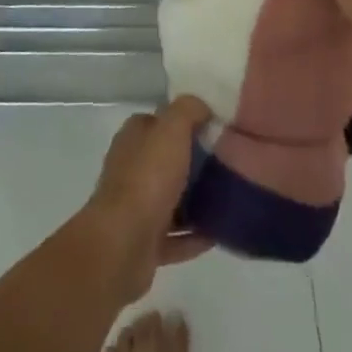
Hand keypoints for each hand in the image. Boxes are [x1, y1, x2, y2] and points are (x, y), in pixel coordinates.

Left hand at [84, 96, 214, 302]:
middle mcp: (130, 170)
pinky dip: (194, 237)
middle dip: (193, 161)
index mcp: (133, 140)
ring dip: (195, 201)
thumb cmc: (147, 179)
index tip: (213, 126)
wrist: (122, 245)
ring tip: (228, 197)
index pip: (157, 121)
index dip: (182, 121)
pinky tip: (218, 233)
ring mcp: (135, 209)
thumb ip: (187, 110)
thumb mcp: (171, 130)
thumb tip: (201, 106)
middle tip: (227, 162)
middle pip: (165, 160)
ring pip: (170, 199)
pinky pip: (175, 238)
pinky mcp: (144, 243)